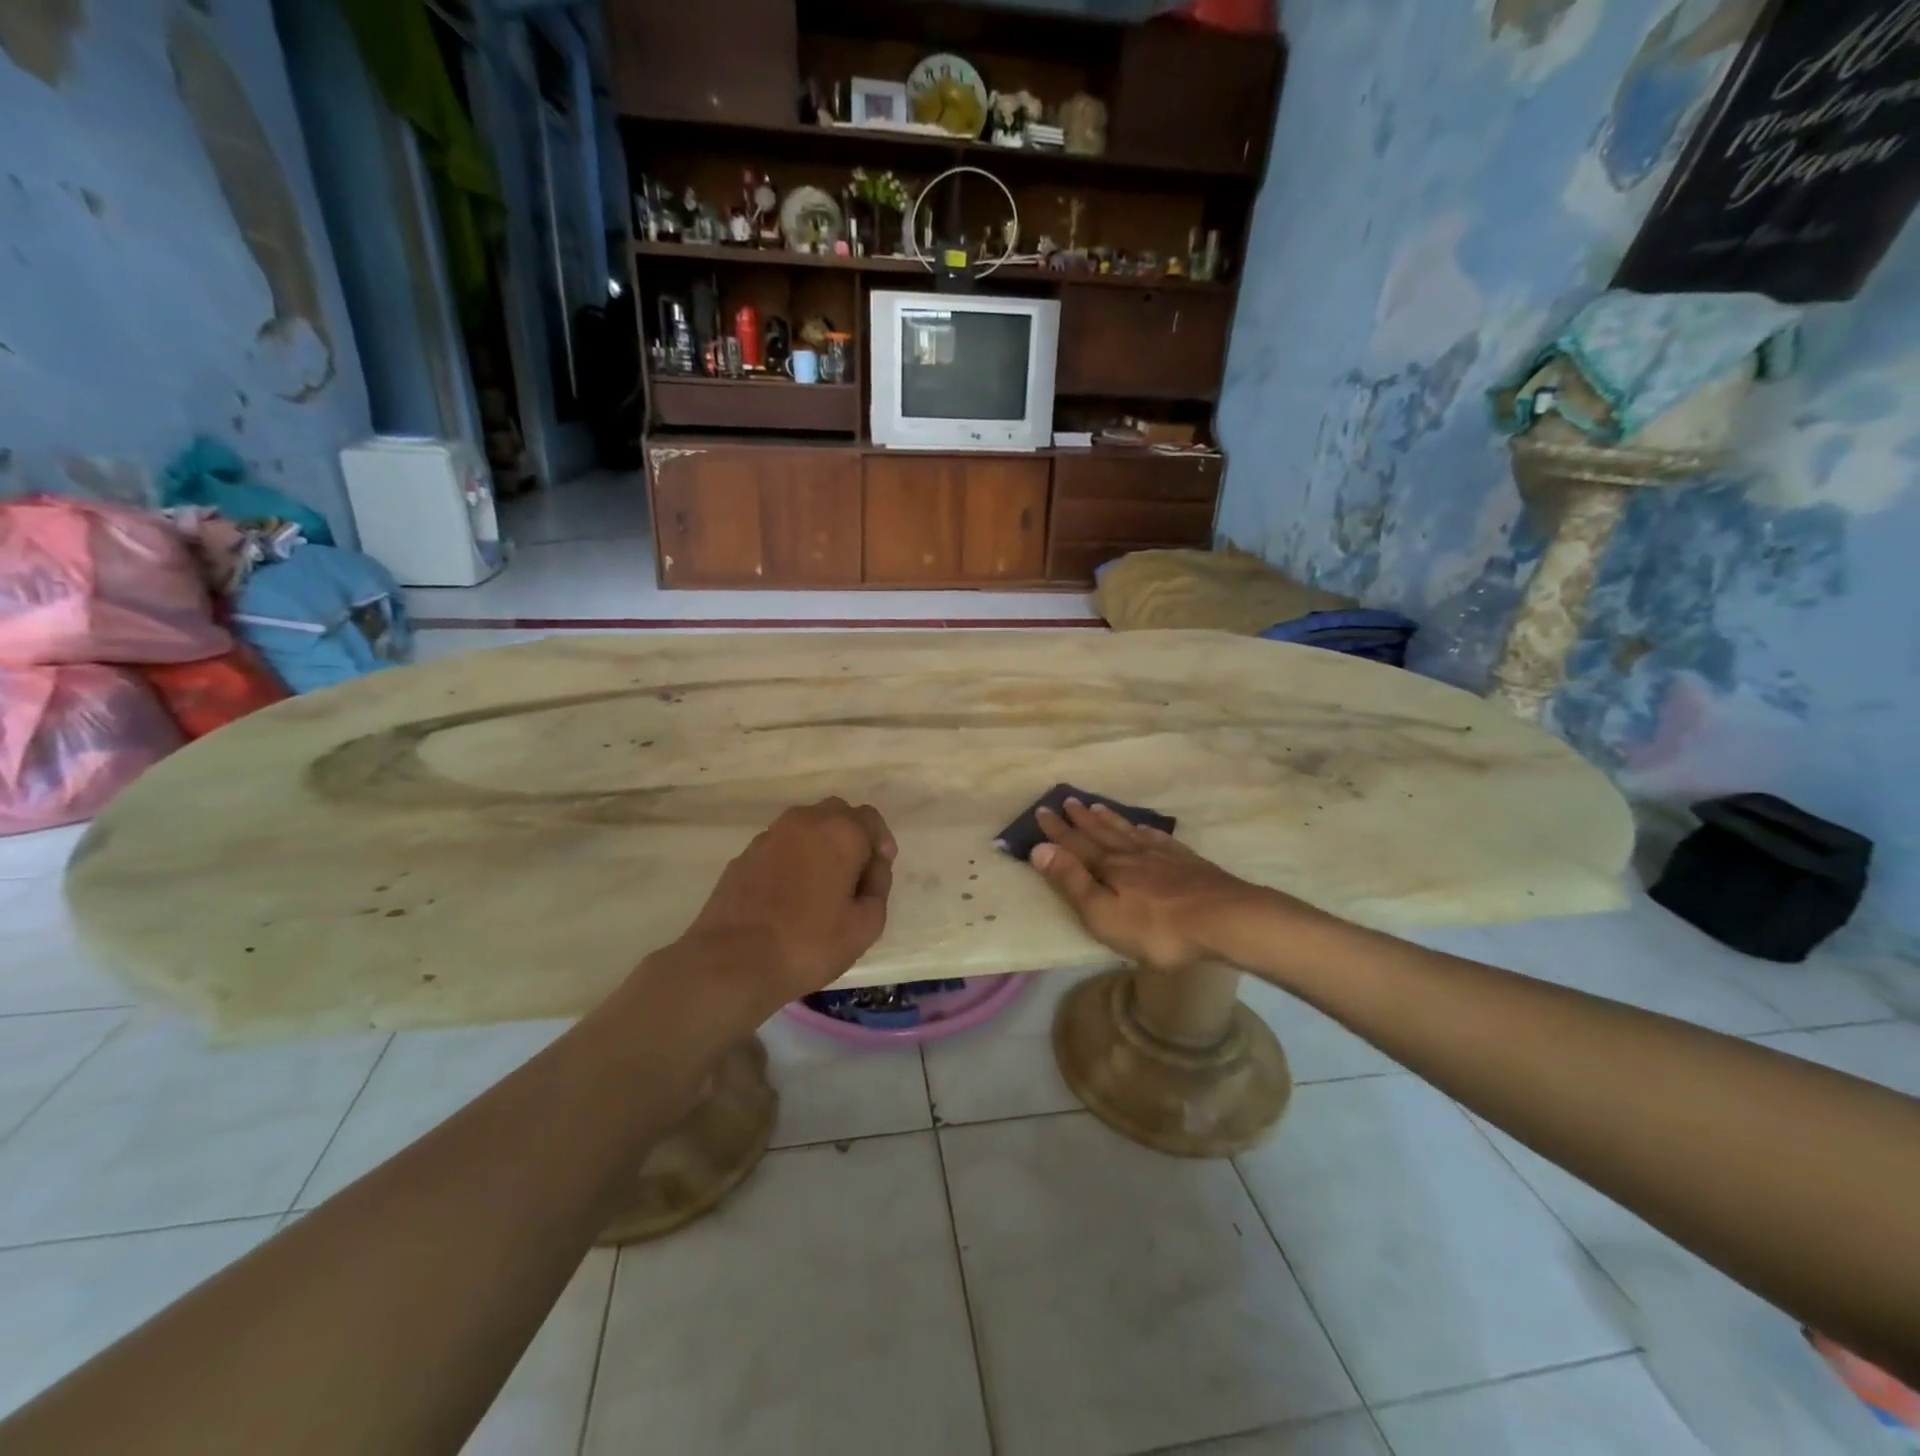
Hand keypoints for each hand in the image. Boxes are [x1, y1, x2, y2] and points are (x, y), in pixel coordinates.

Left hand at [680, 798, 896, 1012]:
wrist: (731, 963)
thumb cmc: (809, 944)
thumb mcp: (866, 924)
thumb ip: (878, 886)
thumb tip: (872, 866)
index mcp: (839, 831)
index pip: (870, 819)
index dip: (881, 843)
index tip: (878, 872)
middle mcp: (803, 822)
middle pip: (836, 814)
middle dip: (851, 837)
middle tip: (854, 876)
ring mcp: (768, 837)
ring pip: (805, 828)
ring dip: (819, 846)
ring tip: (821, 887)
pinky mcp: (743, 857)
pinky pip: (779, 848)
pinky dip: (792, 860)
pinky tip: (789, 896)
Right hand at [1027, 800, 1275, 970]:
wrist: (1224, 919)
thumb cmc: (1158, 927)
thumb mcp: (1103, 914)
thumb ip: (1071, 881)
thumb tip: (1039, 849)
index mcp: (1108, 868)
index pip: (1075, 845)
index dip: (1056, 830)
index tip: (1041, 811)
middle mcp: (1131, 854)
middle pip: (1101, 833)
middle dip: (1080, 819)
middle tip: (1066, 800)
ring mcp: (1161, 856)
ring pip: (1128, 831)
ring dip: (1108, 819)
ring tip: (1095, 806)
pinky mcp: (1186, 862)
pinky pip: (1158, 839)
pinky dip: (1144, 830)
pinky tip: (1143, 827)